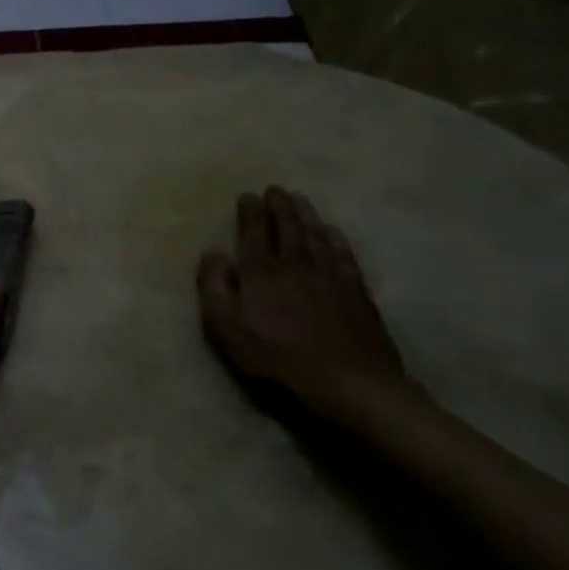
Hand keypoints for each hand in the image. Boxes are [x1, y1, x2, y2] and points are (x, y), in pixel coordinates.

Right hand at [197, 186, 407, 407]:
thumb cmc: (276, 357)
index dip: (250, 212)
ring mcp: (330, 274)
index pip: (253, 232)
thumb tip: (212, 253)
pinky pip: (343, 253)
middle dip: (280, 206)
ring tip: (300, 200)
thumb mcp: (226, 327)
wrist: (346, 379)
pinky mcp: (356, 290)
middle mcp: (295, 263)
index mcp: (261, 271)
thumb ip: (214, 286)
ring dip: (306, 214)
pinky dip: (335, 237)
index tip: (247, 196)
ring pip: (316, 234)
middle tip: (275, 189)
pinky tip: (332, 231)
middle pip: (287, 226)